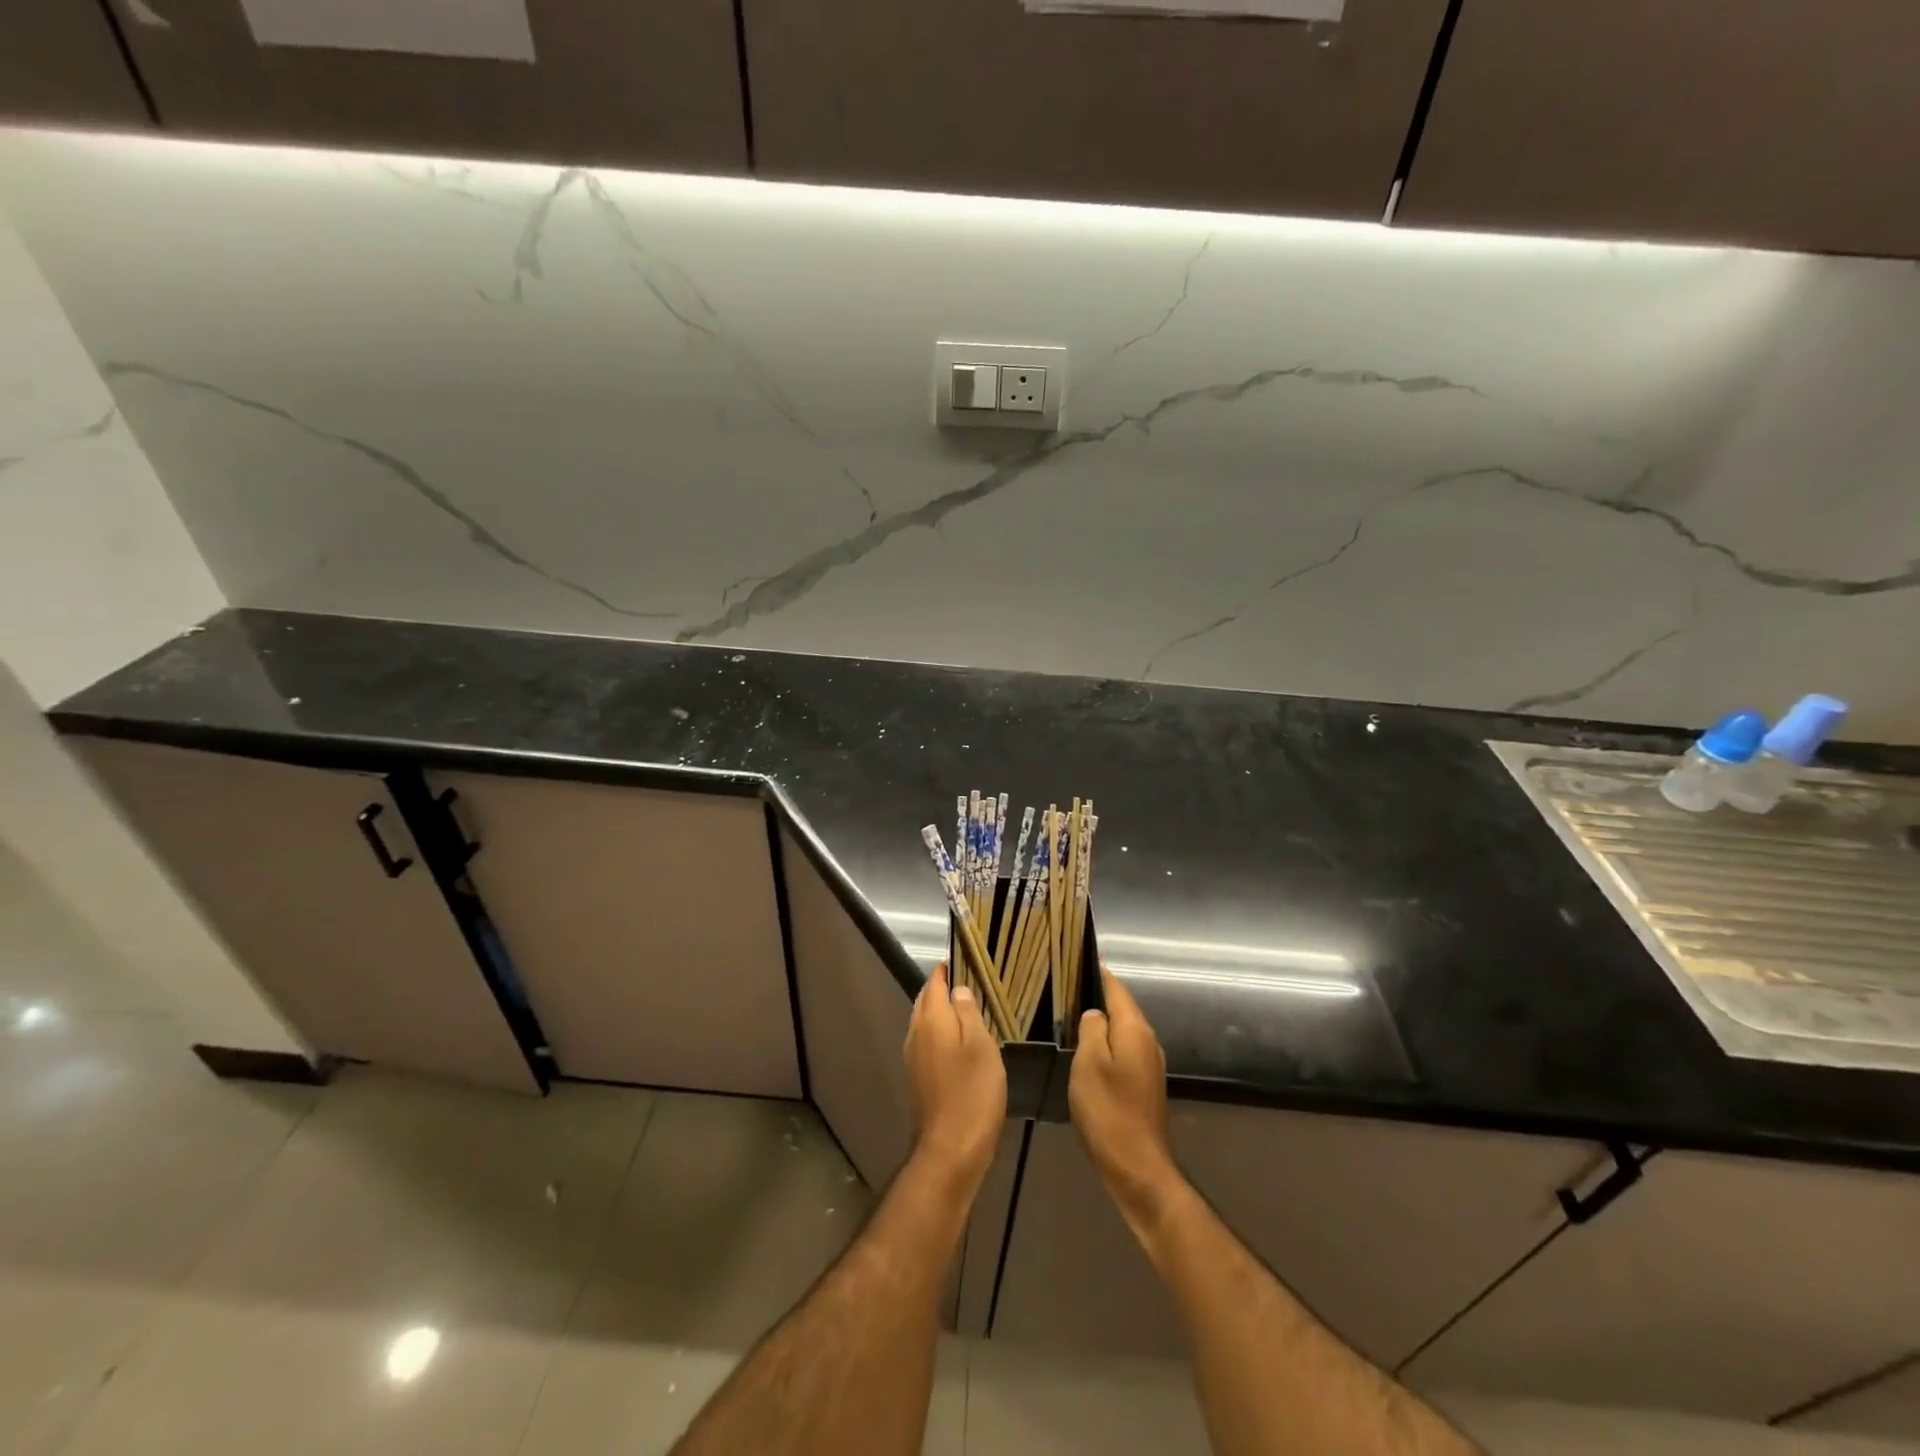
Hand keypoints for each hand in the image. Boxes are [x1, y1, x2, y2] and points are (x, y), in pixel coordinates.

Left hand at [905, 963, 1007, 1189]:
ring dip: (941, 1010)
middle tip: (970, 979)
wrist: (949, 1151)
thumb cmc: (972, 1093)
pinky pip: (928, 1041)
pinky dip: (941, 1031)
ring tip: (968, 1006)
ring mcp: (914, 1057)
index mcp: (931, 1020)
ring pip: (925, 1021)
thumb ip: (968, 1014)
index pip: (935, 983)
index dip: (947, 968)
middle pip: (926, 1000)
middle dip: (942, 987)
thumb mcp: (981, 1047)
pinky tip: (959, 1040)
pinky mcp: (919, 1078)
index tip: (965, 958)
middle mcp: (916, 1033)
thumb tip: (958, 989)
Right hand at [1070, 965, 1179, 1222]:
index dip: (1098, 973)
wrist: (1137, 1167)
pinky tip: (1088, 1052)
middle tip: (1066, 988)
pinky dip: (1107, 1045)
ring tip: (1071, 1016)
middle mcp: (1148, 1041)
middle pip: (1122, 1008)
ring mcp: (1150, 1065)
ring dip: (1102, 1023)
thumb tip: (1093, 1013)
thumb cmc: (1108, 1110)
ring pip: (1123, 1031)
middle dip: (1097, 996)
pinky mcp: (1146, 1085)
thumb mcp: (1088, 1063)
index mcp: (1135, 1029)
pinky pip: (1124, 1051)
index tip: (1077, 958)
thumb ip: (1091, 1029)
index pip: (1116, 988)